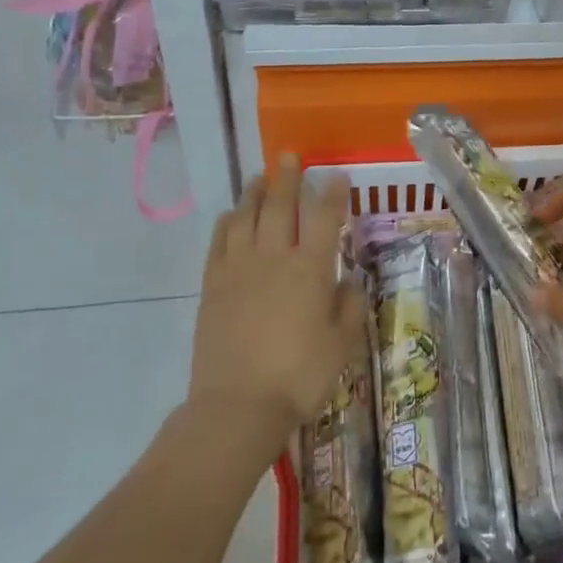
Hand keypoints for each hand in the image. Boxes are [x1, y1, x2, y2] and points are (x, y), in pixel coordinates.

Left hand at [187, 154, 366, 453]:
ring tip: (260, 177)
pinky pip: (219, 241)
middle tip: (289, 156)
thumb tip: (348, 281)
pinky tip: (232, 215)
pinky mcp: (213, 285)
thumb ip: (349, 307)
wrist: (237, 406)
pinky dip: (227, 222)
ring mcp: (239, 269)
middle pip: (281, 206)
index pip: (325, 218)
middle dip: (288, 178)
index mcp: (311, 270)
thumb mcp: (342, 345)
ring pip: (246, 217)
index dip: (332, 193)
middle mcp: (274, 258)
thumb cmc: (299, 376)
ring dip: (254, 193)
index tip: (336, 175)